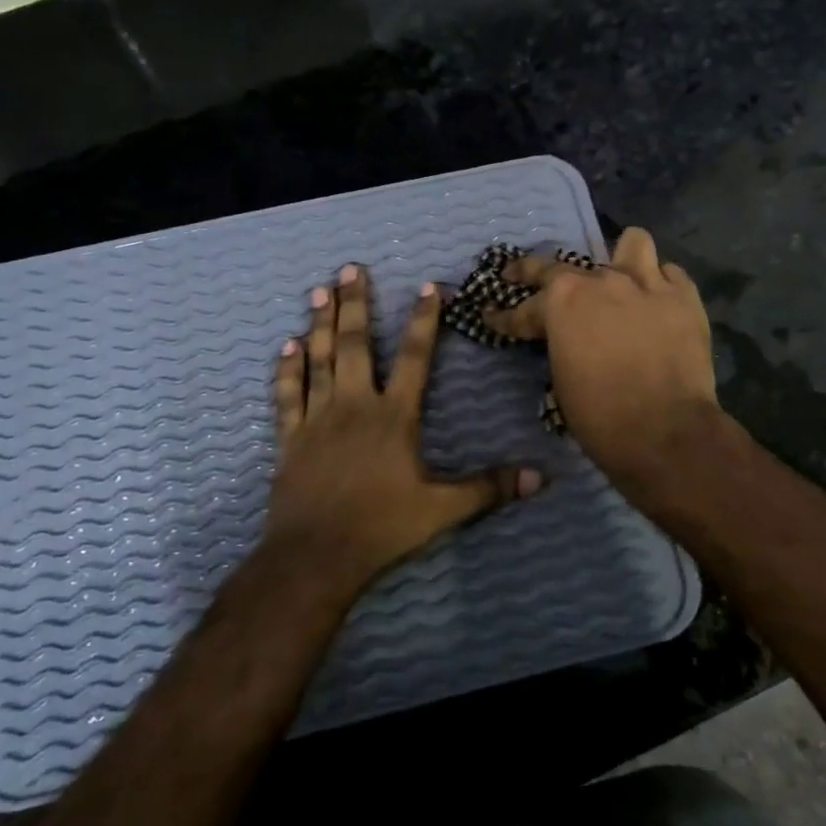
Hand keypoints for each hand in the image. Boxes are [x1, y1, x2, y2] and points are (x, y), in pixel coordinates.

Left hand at [265, 264, 542, 593]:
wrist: (315, 556)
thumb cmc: (381, 528)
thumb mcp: (443, 510)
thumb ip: (489, 488)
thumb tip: (539, 478)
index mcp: (394, 417)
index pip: (415, 358)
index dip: (424, 320)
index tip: (427, 286)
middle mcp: (354, 406)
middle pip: (356, 345)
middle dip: (355, 304)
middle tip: (350, 269)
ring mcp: (318, 419)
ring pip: (319, 360)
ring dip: (320, 324)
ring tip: (319, 291)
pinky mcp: (290, 438)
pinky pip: (288, 395)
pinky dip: (288, 370)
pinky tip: (287, 347)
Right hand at [484, 228, 720, 495]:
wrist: (666, 432)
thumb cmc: (601, 416)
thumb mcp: (562, 380)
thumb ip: (561, 345)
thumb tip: (568, 342)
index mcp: (561, 302)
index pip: (522, 308)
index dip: (504, 317)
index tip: (492, 317)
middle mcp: (600, 281)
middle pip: (562, 267)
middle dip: (534, 274)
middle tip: (522, 278)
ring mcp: (646, 283)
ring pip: (632, 244)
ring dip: (621, 259)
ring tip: (620, 274)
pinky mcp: (684, 297)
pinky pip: (670, 274)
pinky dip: (660, 285)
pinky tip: (656, 302)